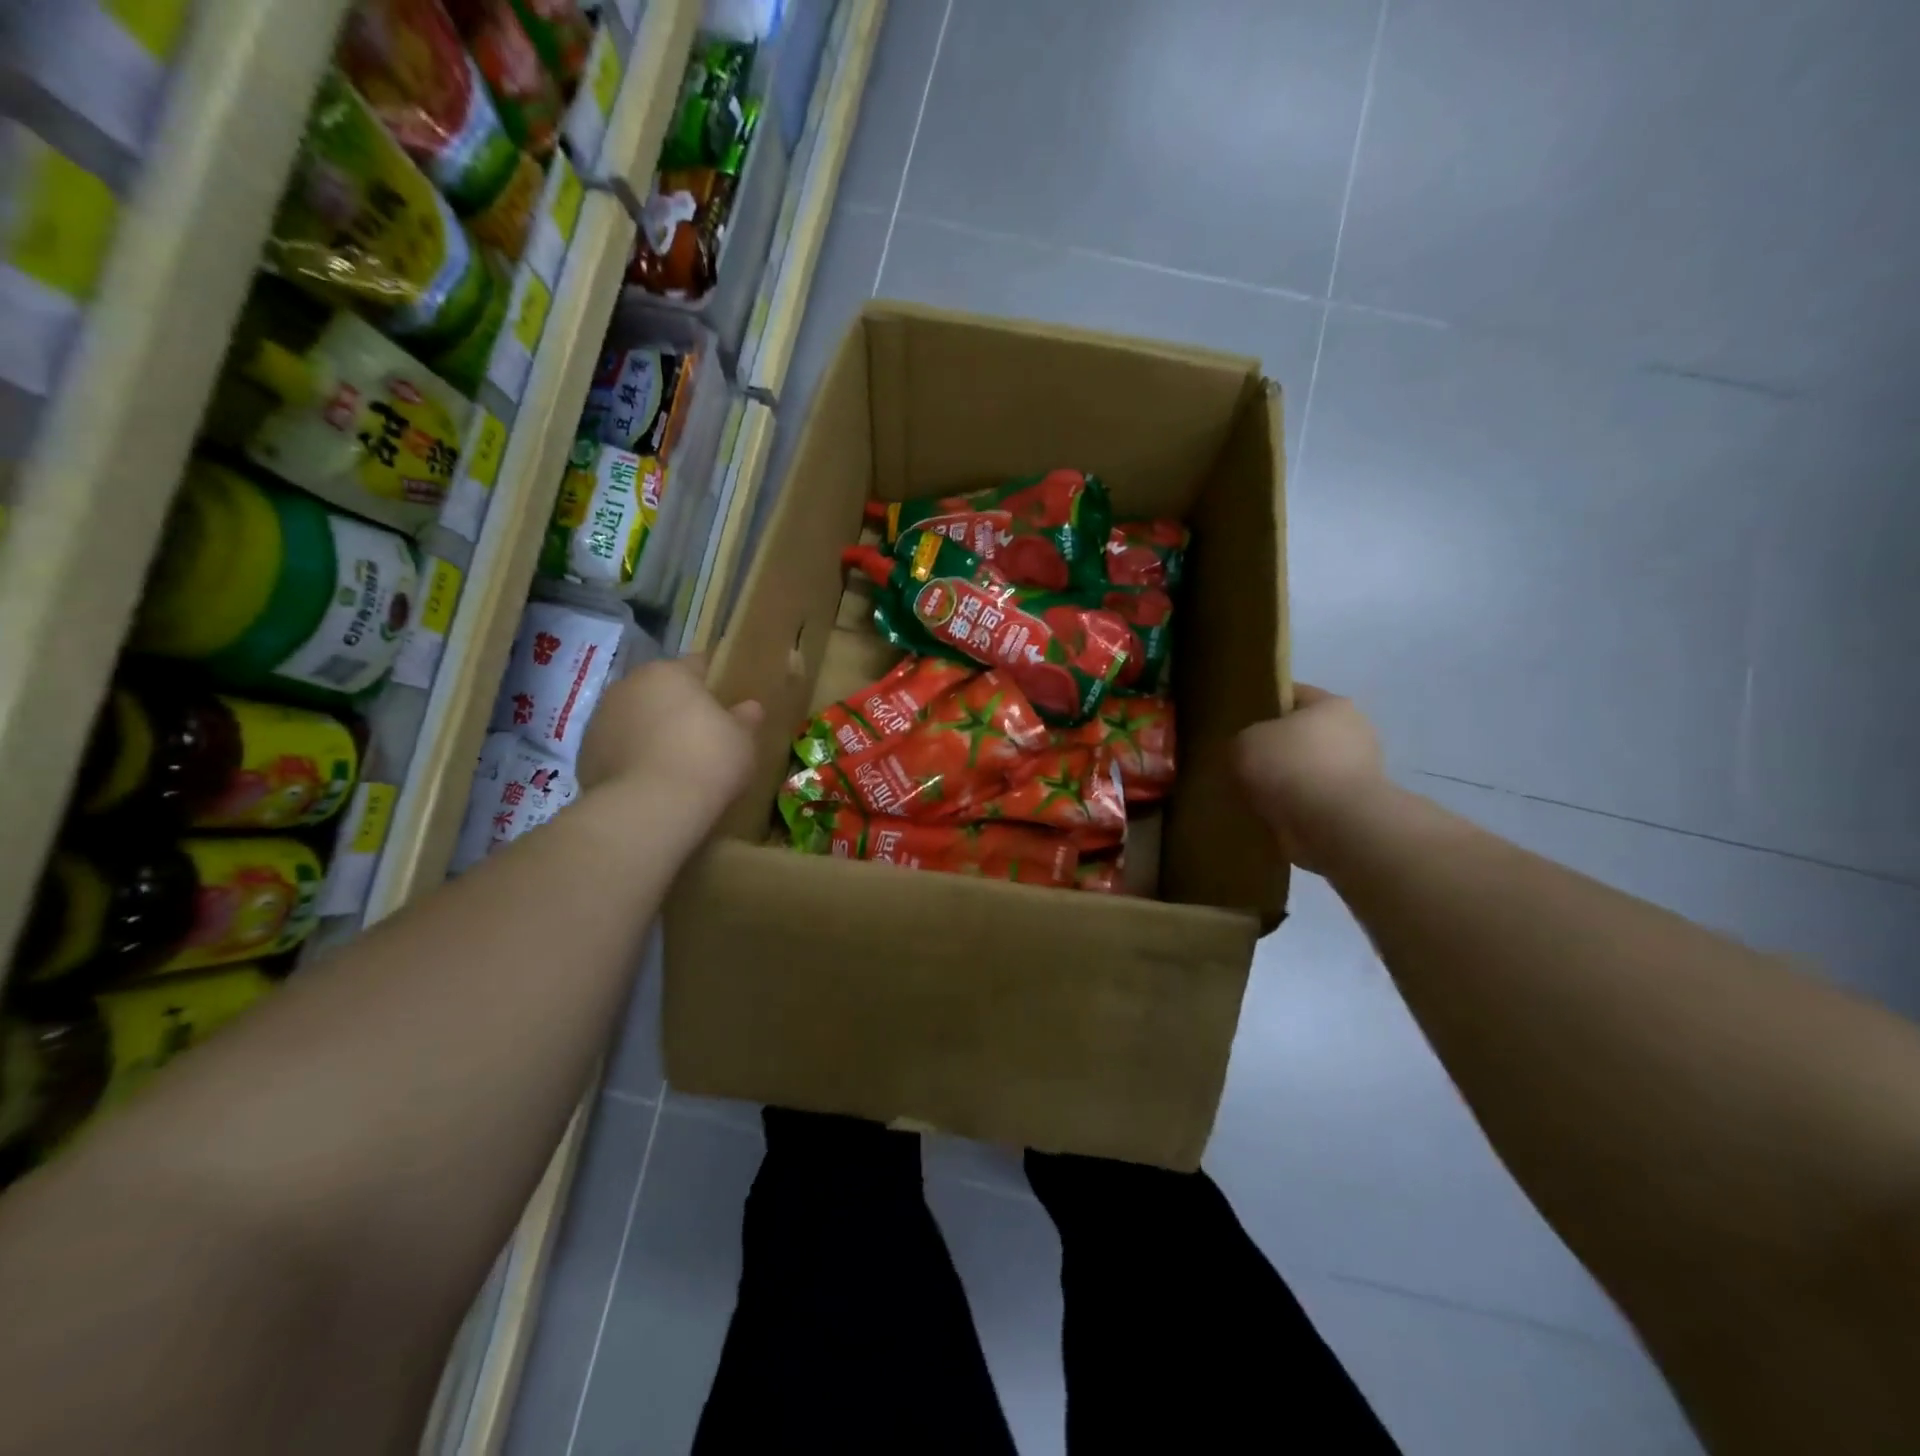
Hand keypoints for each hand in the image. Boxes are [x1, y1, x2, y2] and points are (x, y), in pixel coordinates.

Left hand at [577, 656, 763, 820]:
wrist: (649, 808)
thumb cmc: (706, 760)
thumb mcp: (742, 740)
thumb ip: (745, 719)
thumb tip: (749, 708)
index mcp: (669, 672)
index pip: (696, 665)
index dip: (713, 682)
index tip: (726, 703)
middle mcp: (629, 685)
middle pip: (660, 690)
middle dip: (677, 707)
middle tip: (701, 735)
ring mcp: (601, 719)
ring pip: (634, 717)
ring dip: (651, 731)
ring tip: (673, 762)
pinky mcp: (585, 754)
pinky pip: (618, 748)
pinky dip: (632, 757)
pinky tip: (651, 781)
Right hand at [1235, 685, 1389, 873]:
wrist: (1334, 826)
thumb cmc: (1291, 767)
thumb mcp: (1245, 742)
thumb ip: (1243, 741)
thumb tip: (1248, 754)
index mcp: (1332, 706)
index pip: (1294, 695)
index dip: (1265, 705)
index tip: (1240, 723)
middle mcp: (1354, 733)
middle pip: (1304, 735)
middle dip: (1277, 750)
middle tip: (1244, 764)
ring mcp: (1360, 774)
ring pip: (1309, 771)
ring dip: (1287, 783)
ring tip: (1253, 796)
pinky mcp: (1356, 809)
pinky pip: (1315, 802)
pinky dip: (1296, 809)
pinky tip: (1272, 817)